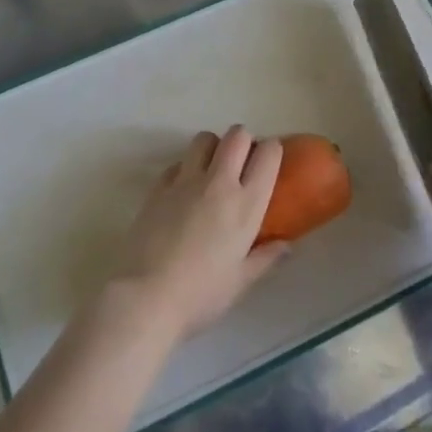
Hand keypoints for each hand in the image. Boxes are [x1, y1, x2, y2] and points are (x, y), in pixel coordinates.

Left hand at [107, 126, 287, 342]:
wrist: (145, 296)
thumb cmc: (200, 294)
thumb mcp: (240, 282)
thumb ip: (265, 258)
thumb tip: (286, 245)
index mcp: (246, 204)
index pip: (268, 154)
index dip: (272, 150)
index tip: (270, 162)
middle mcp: (219, 182)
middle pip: (236, 135)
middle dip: (243, 141)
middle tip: (242, 162)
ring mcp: (186, 180)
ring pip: (204, 139)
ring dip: (213, 147)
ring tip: (212, 170)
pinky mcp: (159, 186)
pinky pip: (178, 162)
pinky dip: (186, 168)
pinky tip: (184, 191)